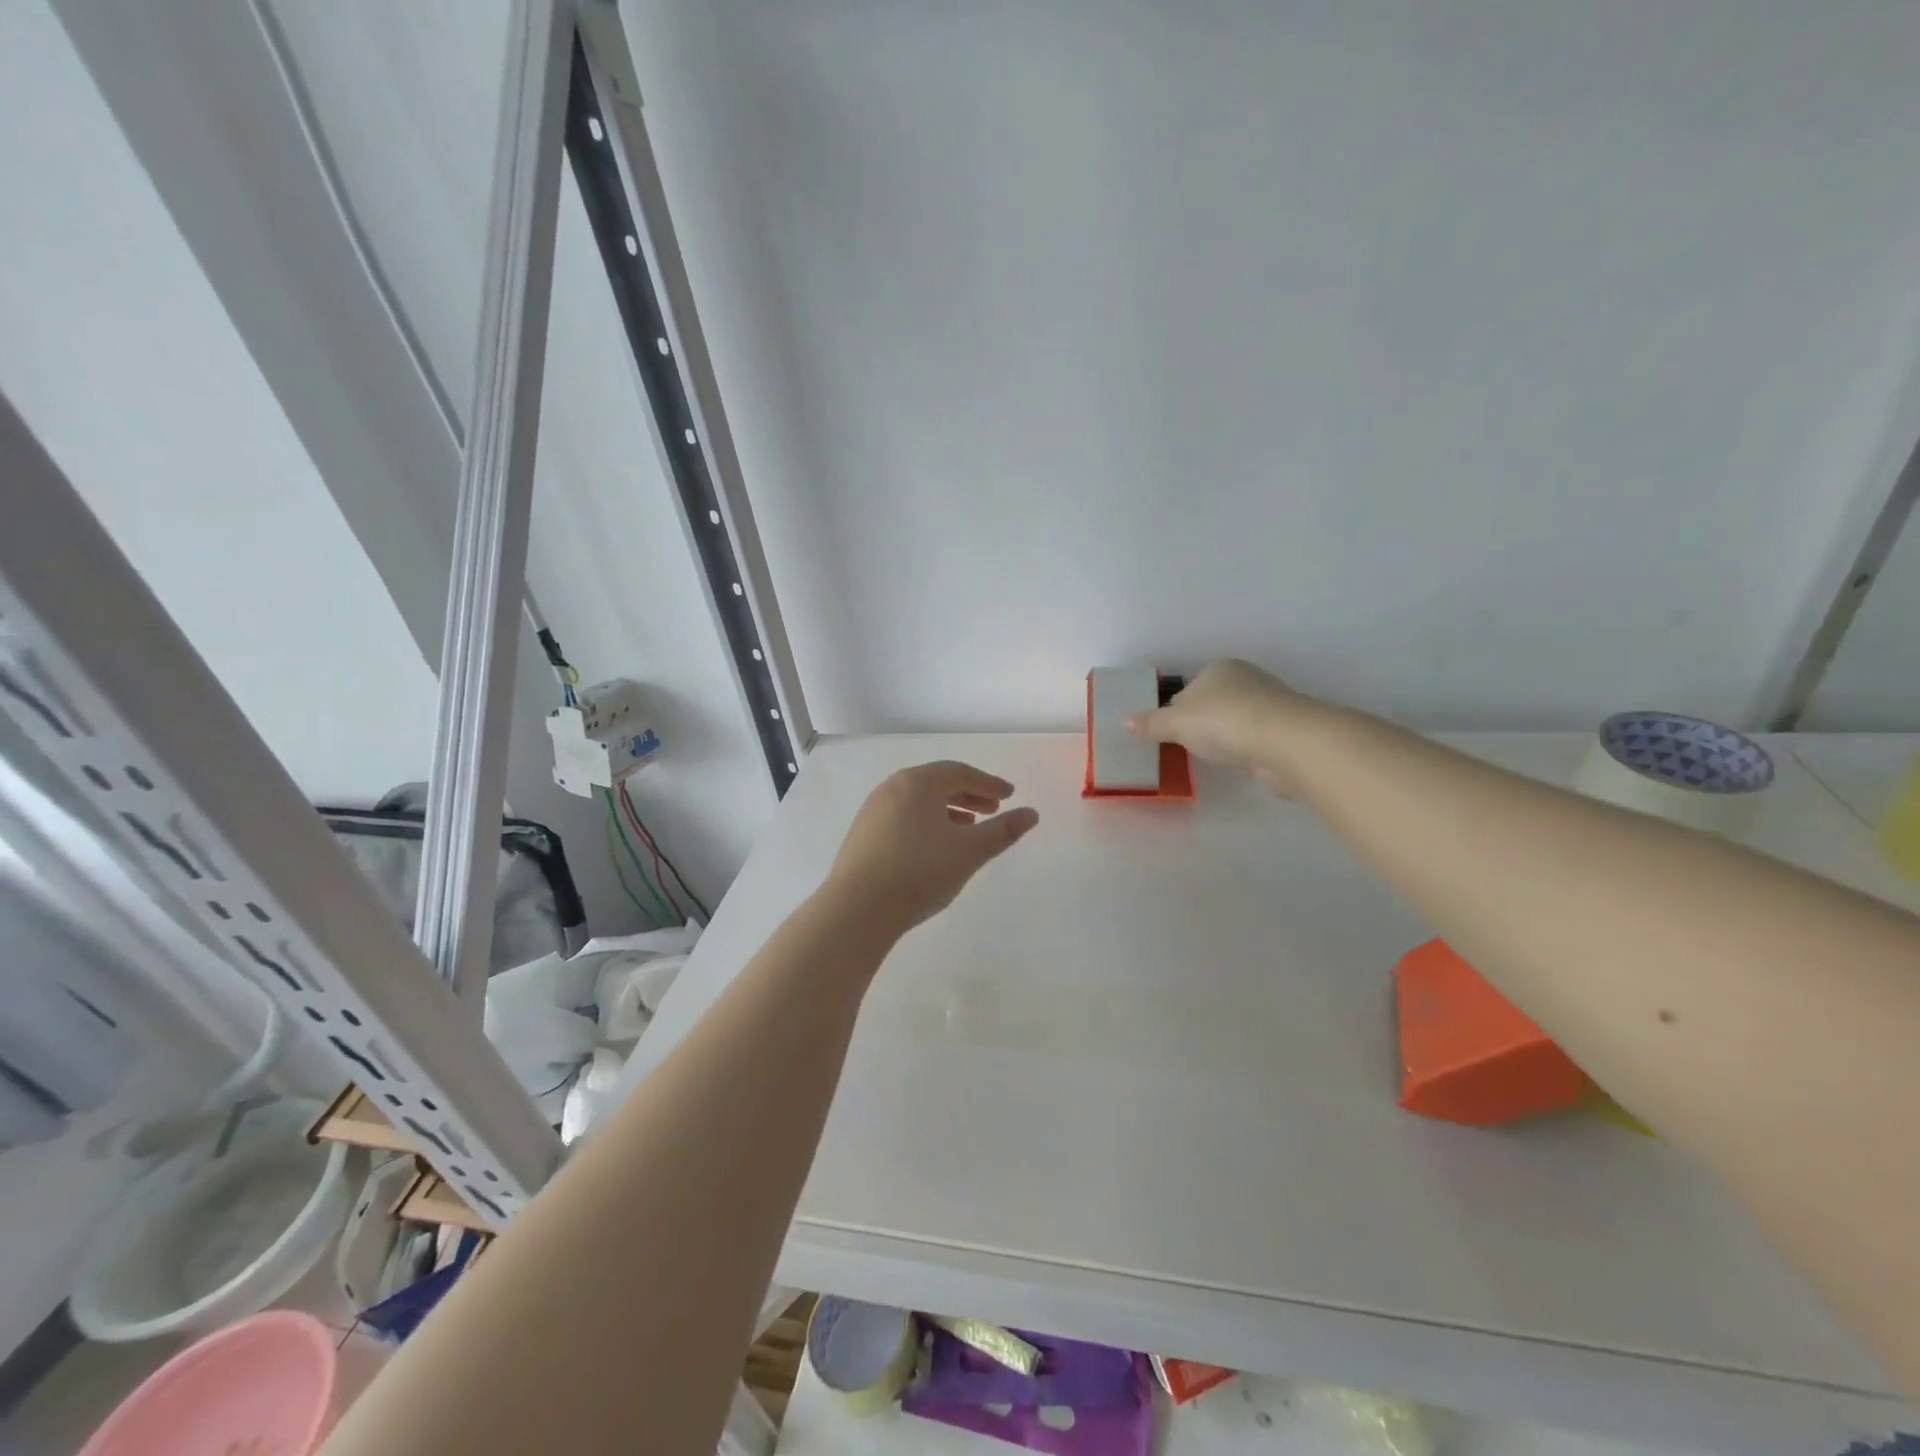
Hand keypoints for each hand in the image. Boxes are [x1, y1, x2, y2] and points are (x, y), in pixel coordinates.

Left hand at [826, 761, 1039, 933]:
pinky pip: (902, 818)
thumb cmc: (920, 871)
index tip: (1009, 795)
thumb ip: (1003, 831)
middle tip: (993, 808)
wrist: (858, 908)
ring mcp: (872, 811)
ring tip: (968, 828)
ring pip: (918, 802)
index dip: (988, 783)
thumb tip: (1032, 814)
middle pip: (937, 783)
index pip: (959, 772)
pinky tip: (935, 847)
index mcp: (918, 782)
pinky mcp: (862, 835)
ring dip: (947, 810)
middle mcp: (892, 788)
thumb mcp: (970, 851)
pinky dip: (925, 823)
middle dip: (968, 794)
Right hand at [1127, 659, 1311, 791]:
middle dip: (1202, 722)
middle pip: (1213, 702)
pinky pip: (1255, 738)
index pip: (1189, 688)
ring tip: (1215, 757)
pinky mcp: (1286, 729)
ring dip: (1226, 736)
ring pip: (1236, 720)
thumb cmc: (1223, 722)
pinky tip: (1240, 762)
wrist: (1285, 742)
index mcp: (1219, 669)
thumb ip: (1152, 723)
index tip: (1170, 733)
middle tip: (1189, 747)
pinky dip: (1246, 749)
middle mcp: (1246, 679)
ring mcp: (1270, 704)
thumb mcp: (1177, 724)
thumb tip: (1126, 720)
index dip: (1176, 710)